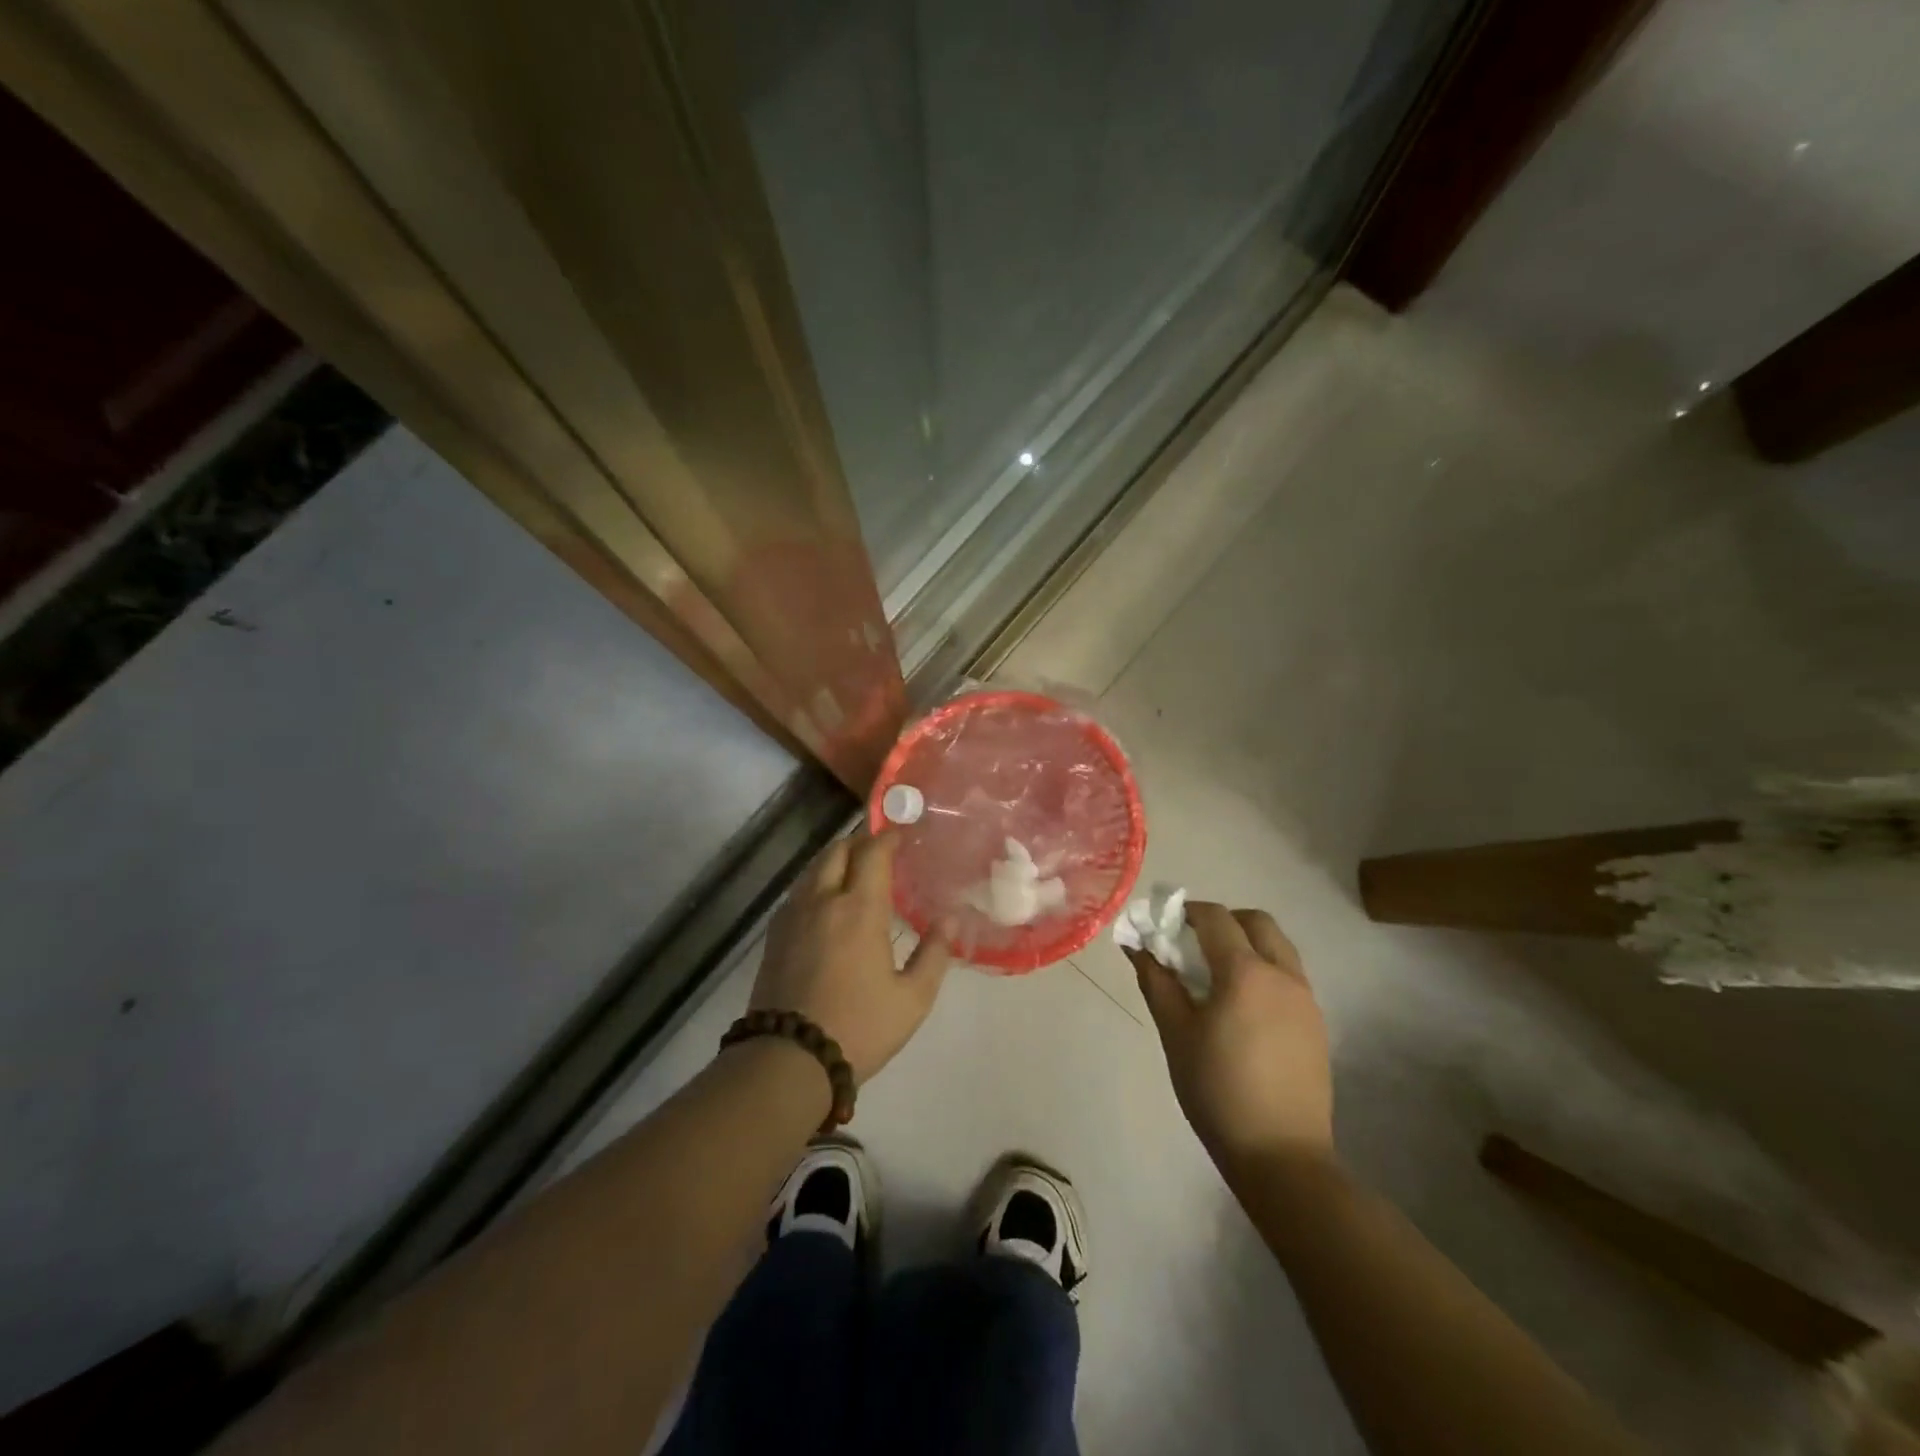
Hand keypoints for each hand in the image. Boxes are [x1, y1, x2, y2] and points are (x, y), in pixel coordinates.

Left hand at [751, 832, 949, 1083]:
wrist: (788, 1060)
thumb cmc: (858, 1027)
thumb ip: (934, 955)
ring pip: (813, 869)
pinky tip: (827, 904)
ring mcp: (793, 916)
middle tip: (880, 851)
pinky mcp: (774, 935)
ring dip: (836, 860)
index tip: (902, 833)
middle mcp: (822, 900)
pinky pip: (798, 892)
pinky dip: (817, 883)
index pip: (873, 853)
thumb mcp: (911, 999)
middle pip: (837, 851)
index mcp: (859, 909)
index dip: (888, 837)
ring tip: (855, 873)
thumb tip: (949, 921)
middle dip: (860, 842)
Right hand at [1127, 903, 1331, 1174]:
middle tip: (1193, 943)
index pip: (1216, 918)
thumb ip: (1156, 982)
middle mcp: (1283, 975)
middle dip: (1223, 921)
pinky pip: (1289, 975)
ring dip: (1247, 943)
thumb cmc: (1217, 1090)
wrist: (1282, 1155)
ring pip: (1278, 947)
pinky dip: (1264, 969)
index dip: (1187, 911)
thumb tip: (1137, 946)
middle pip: (1256, 921)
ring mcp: (1306, 999)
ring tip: (1216, 975)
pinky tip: (1242, 1006)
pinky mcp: (1316, 1023)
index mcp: (1246, 973)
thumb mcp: (1176, 1034)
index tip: (1164, 924)